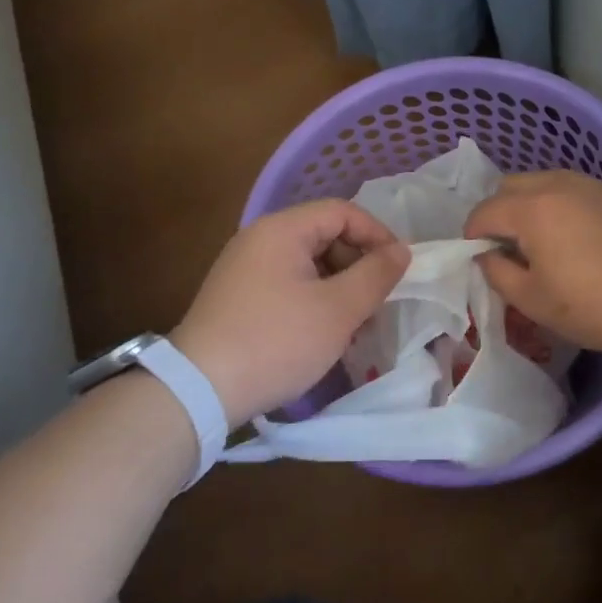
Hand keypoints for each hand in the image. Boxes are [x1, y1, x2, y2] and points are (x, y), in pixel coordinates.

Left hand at [170, 201, 409, 426]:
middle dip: (358, 264)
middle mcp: (259, 239)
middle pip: (324, 235)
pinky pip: (288, 284)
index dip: (377, 234)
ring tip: (354, 324)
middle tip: (377, 301)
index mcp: (281, 230)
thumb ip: (376, 275)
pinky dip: (314, 300)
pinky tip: (324, 333)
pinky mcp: (238, 297)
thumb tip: (402, 251)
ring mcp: (244, 268)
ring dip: (339, 286)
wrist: (199, 390)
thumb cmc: (277, 341)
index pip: (342, 212)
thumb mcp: (338, 309)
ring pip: (308, 263)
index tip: (399, 269)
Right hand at [464, 171, 601, 362]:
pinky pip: (576, 191)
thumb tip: (487, 256)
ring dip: (531, 206)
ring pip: (545, 183)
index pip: (484, 211)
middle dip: (499, 213)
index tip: (480, 261)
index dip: (472, 237)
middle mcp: (560, 184)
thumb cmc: (594, 307)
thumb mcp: (532, 301)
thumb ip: (497, 273)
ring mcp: (594, 185)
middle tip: (509, 250)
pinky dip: (563, 207)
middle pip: (511, 186)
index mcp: (533, 208)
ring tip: (544, 244)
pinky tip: (581, 241)